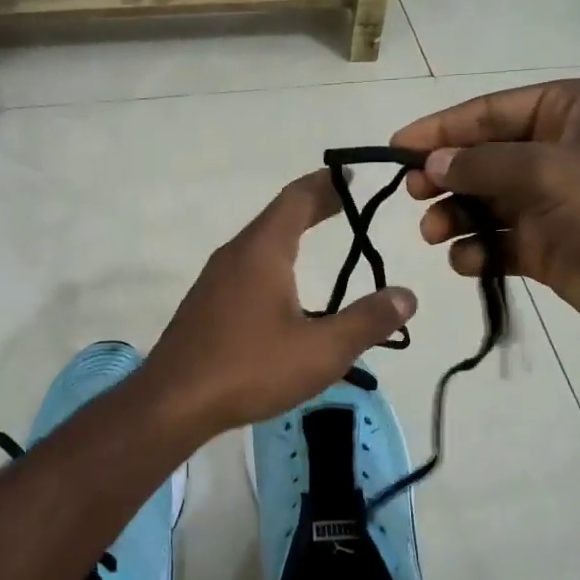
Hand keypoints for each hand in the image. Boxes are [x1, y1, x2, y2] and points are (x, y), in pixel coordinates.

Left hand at [145, 171, 416, 436]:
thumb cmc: (250, 369)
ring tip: (317, 240)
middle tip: (344, 203)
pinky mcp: (205, 305)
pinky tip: (283, 291)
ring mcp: (214, 280)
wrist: (173, 403)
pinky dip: (273, 261)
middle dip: (312, 207)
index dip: (325, 184)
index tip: (350, 176)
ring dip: (290, 234)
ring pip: (258, 243)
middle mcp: (235, 255)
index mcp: (262, 252)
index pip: (297, 199)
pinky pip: (246, 268)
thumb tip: (406, 296)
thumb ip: (367, 321)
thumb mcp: (322, 350)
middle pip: (277, 217)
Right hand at [391, 78, 579, 335]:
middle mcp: (553, 150)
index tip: (395, 149)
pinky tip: (470, 261)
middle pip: (480, 158)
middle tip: (413, 194)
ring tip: (436, 233)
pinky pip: (497, 243)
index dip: (439, 129)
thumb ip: (483, 165)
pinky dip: (478, 251)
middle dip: (444, 176)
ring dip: (455, 217)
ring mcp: (548, 201)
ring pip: (483, 203)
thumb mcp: (548, 170)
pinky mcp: (545, 246)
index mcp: (563, 111)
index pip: (486, 112)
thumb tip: (433, 163)